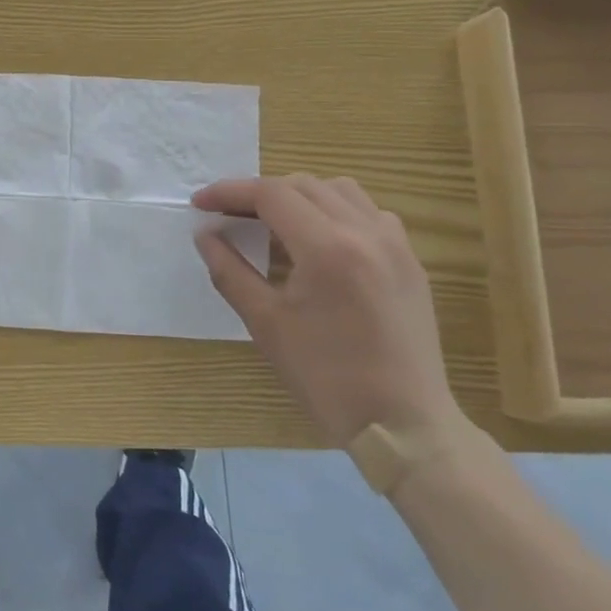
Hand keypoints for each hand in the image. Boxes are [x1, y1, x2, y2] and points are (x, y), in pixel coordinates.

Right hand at [192, 174, 460, 447]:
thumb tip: (205, 235)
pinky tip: (321, 241)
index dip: (229, 192)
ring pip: (339, 191)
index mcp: (327, 248)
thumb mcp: (266, 324)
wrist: (404, 425)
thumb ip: (230, 271)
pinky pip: (369, 213)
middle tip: (229, 216)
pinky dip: (336, 211)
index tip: (200, 203)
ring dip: (300, 196)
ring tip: (274, 223)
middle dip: (260, 193)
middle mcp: (365, 232)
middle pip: (303, 185)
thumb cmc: (327, 378)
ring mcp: (395, 244)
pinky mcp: (410, 261)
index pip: (270, 195)